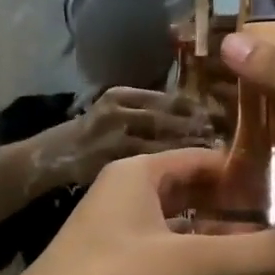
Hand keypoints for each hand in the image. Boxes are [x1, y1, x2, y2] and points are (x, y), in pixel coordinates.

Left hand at [3, 149, 274, 274]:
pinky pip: (167, 262)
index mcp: (137, 174)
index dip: (245, 170)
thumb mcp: (192, 263)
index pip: (202, 159)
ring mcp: (117, 239)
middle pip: (192, 194)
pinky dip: (198, 269)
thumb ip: (262, 254)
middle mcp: (125, 198)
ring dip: (219, 242)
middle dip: (237, 209)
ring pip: (180, 231)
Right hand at [59, 86, 210, 187]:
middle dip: (197, 131)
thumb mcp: (115, 110)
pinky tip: (189, 178)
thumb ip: (147, 109)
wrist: (52, 155)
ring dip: (189, 151)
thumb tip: (194, 113)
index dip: (196, 108)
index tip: (220, 117)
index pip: (169, 99)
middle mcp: (117, 114)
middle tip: (223, 141)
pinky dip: (171, 172)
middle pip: (169, 120)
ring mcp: (113, 141)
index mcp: (120, 95)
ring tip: (212, 159)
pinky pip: (149, 169)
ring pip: (162, 146)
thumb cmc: (91, 132)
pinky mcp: (111, 166)